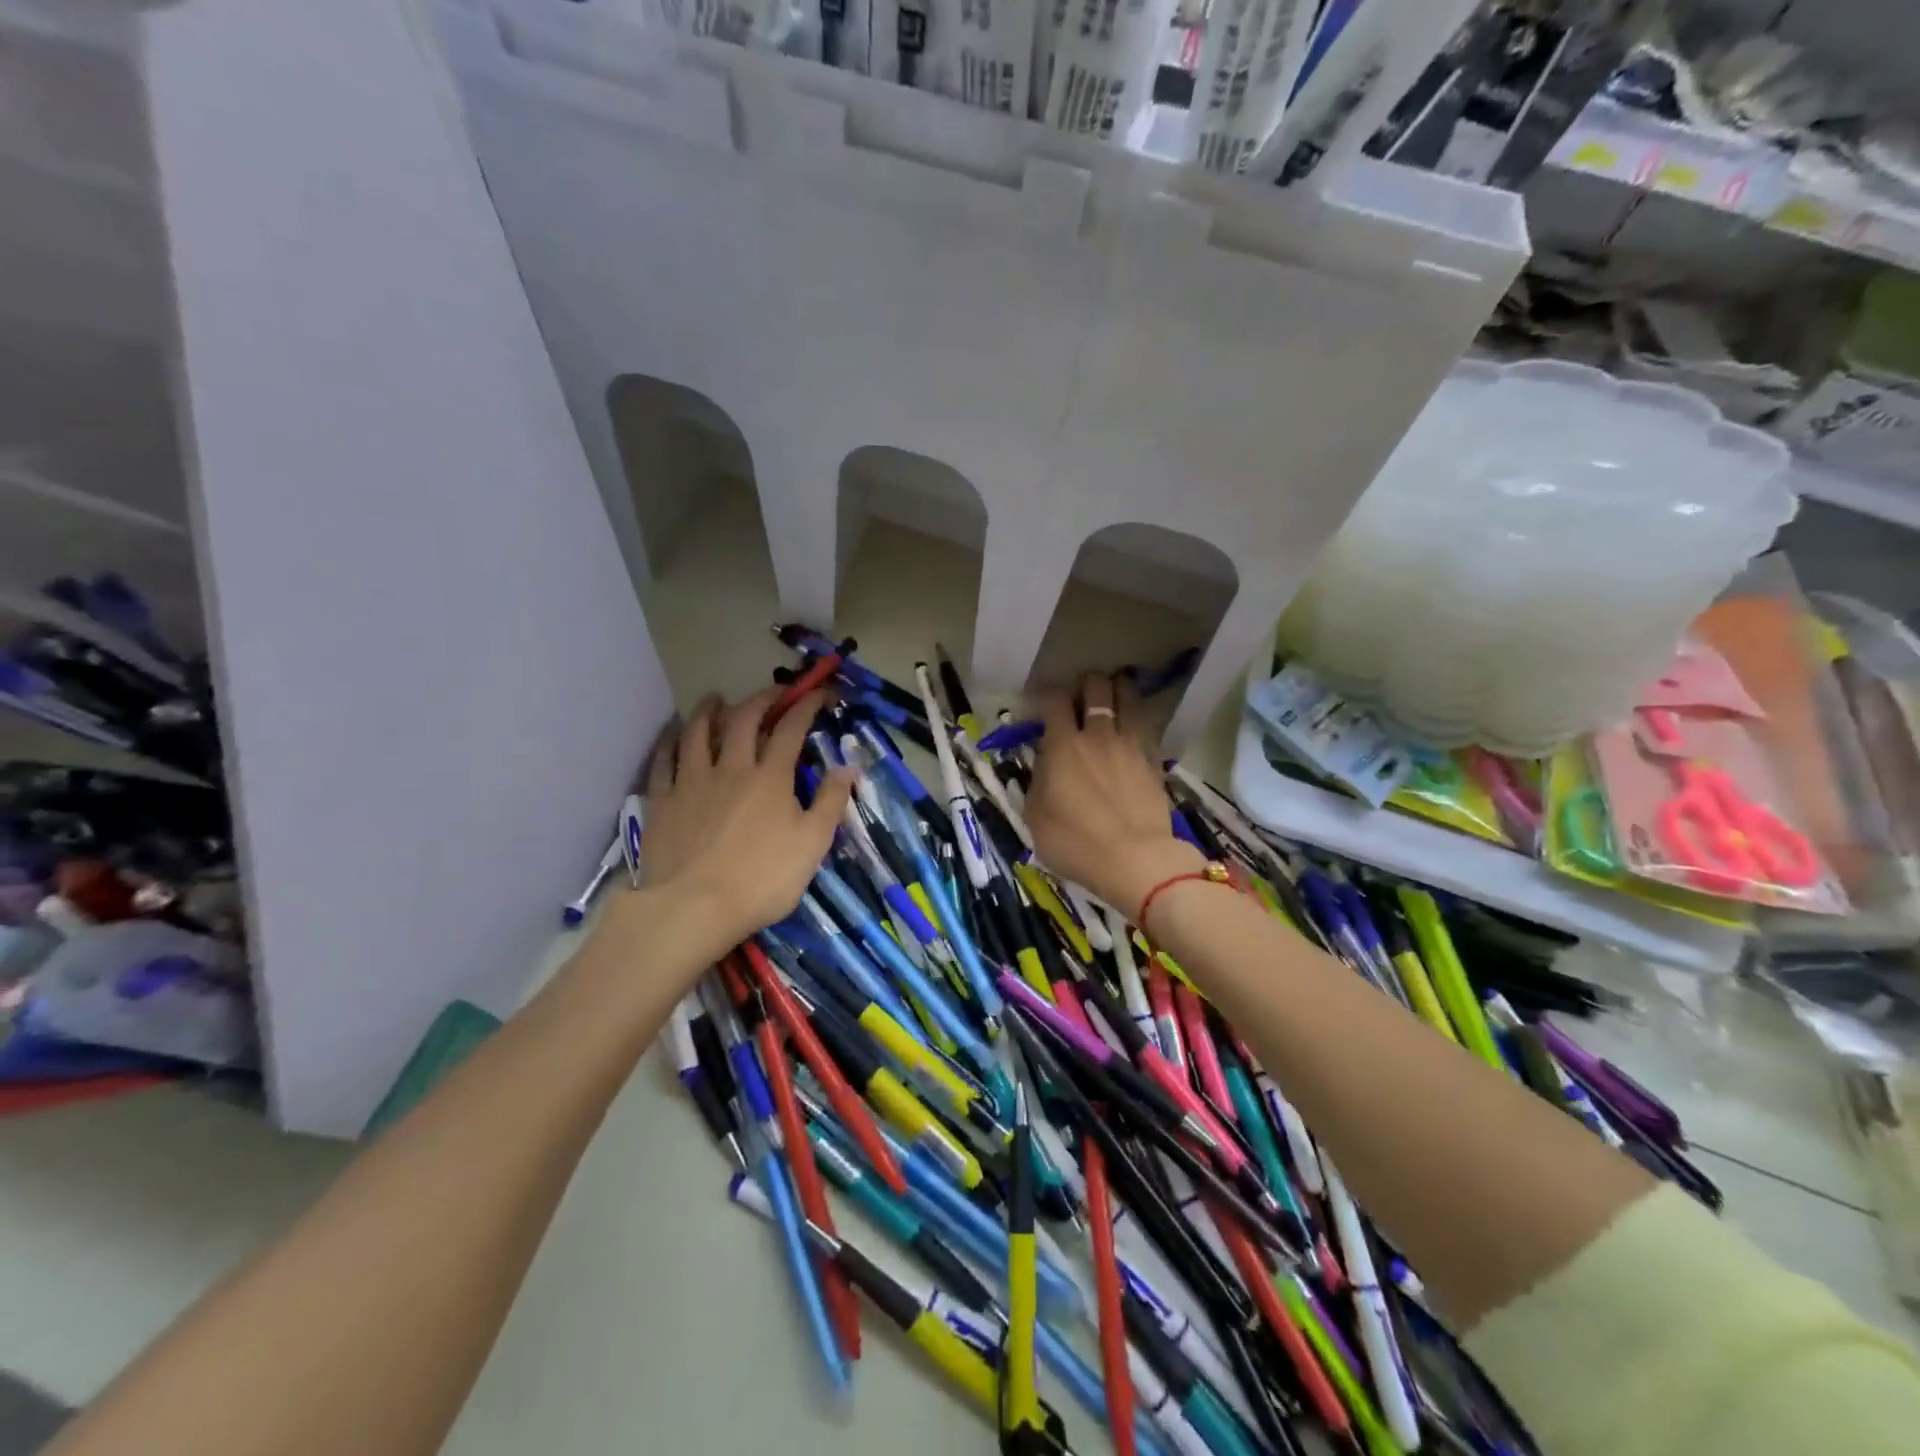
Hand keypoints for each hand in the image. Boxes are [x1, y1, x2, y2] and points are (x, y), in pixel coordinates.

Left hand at [639, 688, 853, 958]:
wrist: (694, 907)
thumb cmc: (762, 879)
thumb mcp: (813, 844)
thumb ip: (831, 802)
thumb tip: (849, 766)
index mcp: (771, 777)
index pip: (791, 729)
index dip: (806, 706)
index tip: (818, 693)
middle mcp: (731, 768)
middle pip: (744, 720)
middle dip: (761, 699)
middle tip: (773, 692)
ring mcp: (692, 781)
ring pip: (699, 732)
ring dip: (710, 710)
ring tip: (715, 698)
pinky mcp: (662, 801)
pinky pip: (664, 760)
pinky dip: (670, 741)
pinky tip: (672, 735)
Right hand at [1024, 673, 1203, 920]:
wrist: (1135, 860)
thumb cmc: (1075, 843)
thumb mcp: (1035, 818)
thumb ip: (1037, 783)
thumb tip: (1043, 767)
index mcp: (1063, 745)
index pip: (1054, 700)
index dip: (1046, 693)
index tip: (1041, 700)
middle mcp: (1098, 735)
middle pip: (1097, 687)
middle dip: (1087, 684)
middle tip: (1082, 695)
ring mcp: (1130, 745)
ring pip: (1129, 698)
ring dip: (1119, 690)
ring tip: (1114, 693)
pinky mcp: (1154, 760)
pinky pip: (1147, 726)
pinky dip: (1138, 718)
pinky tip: (1134, 725)